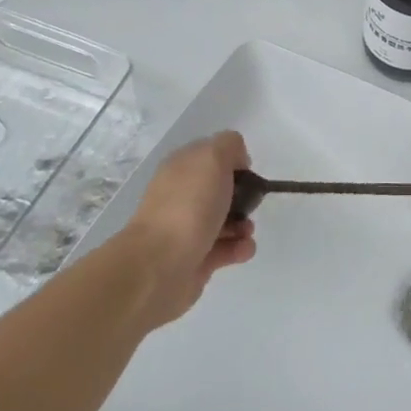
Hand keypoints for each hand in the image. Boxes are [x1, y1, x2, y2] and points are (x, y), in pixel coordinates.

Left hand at [119, 131, 256, 325]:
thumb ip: (229, 146)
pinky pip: (227, 248)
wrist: (160, 264)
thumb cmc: (189, 206)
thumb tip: (237, 160)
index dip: (233, 161)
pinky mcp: (197, 257)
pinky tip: (242, 249)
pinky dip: (239, 248)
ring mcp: (187, 228)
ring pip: (227, 220)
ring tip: (245, 232)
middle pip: (221, 190)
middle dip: (244, 196)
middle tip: (250, 203)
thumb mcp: (212, 157)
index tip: (246, 172)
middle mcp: (182, 196)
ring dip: (244, 224)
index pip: (211, 156)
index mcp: (181, 169)